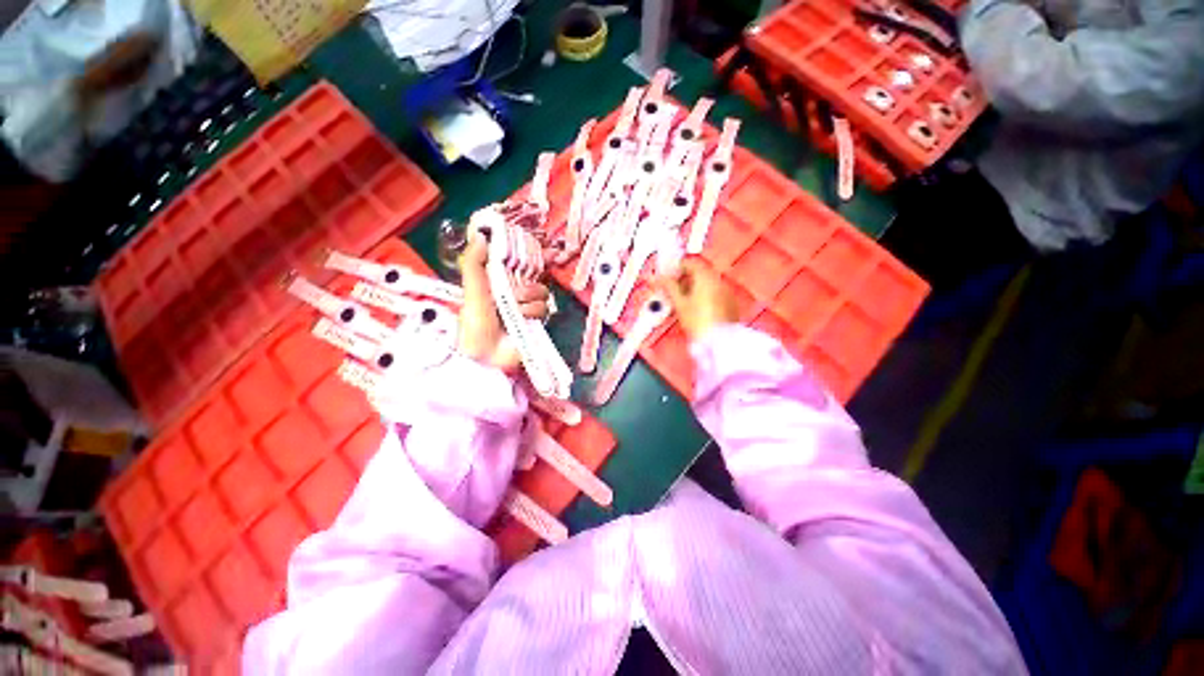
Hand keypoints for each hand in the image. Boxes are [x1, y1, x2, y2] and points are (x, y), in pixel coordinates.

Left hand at [457, 233, 549, 371]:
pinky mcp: (536, 322)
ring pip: (541, 290)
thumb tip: (481, 235)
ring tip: (514, 307)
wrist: (484, 355)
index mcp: (496, 281)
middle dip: (529, 277)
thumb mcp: (472, 288)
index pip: (517, 260)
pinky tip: (521, 319)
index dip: (528, 252)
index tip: (538, 244)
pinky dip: (532, 312)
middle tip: (518, 284)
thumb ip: (474, 261)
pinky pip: (544, 307)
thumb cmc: (475, 321)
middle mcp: (513, 291)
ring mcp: (526, 307)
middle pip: (534, 273)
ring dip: (527, 297)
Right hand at [658, 260, 738, 340]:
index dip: (677, 268)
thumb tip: (660, 278)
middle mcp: (718, 280)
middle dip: (687, 279)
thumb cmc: (698, 321)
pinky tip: (699, 309)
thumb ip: (669, 287)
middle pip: (700, 272)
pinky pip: (716, 294)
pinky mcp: (731, 303)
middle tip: (674, 289)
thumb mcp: (679, 304)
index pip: (690, 262)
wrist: (719, 340)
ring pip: (709, 283)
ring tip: (686, 301)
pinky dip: (707, 296)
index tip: (669, 276)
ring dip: (697, 288)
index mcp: (705, 276)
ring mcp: (727, 291)